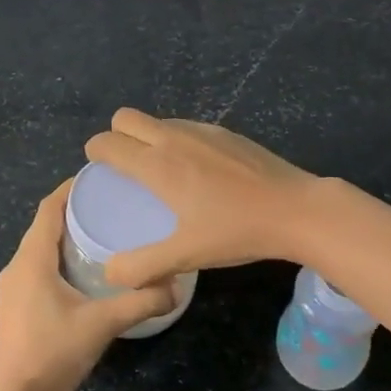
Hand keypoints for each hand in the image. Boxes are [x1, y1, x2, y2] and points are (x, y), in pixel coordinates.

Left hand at [0, 181, 175, 390]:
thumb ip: (140, 302)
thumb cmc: (55, 353)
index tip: (99, 177)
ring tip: (101, 231)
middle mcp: (16, 266)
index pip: (48, 209)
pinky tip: (83, 269)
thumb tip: (176, 287)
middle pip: (44, 225)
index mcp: (31, 260)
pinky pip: (37, 266)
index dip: (70, 189)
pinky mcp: (15, 305)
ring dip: (65, 235)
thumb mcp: (102, 324)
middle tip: (110, 203)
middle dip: (73, 210)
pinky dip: (58, 256)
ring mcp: (12, 287)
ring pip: (39, 247)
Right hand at [83, 108, 318, 286]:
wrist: (295, 210)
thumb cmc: (236, 231)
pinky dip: (177, 141)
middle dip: (116, 136)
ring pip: (157, 120)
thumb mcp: (185, 255)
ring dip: (147, 137)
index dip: (95, 153)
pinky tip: (197, 172)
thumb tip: (110, 272)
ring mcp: (202, 130)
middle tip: (125, 169)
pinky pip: (185, 127)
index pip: (107, 141)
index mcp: (157, 164)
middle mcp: (173, 138)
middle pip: (126, 117)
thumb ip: (142, 266)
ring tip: (161, 173)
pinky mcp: (226, 132)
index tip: (99, 172)